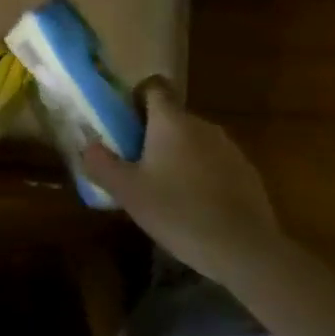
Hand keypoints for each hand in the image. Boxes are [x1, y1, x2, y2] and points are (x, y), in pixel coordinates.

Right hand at [82, 80, 280, 273]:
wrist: (245, 249)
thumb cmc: (179, 212)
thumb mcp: (127, 191)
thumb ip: (101, 164)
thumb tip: (87, 145)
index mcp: (171, 121)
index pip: (153, 86)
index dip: (135, 98)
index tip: (124, 124)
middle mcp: (201, 124)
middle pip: (171, 116)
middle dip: (152, 134)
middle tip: (135, 165)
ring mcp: (228, 147)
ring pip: (193, 140)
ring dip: (178, 155)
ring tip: (164, 190)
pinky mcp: (247, 172)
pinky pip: (214, 162)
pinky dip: (201, 175)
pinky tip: (194, 207)